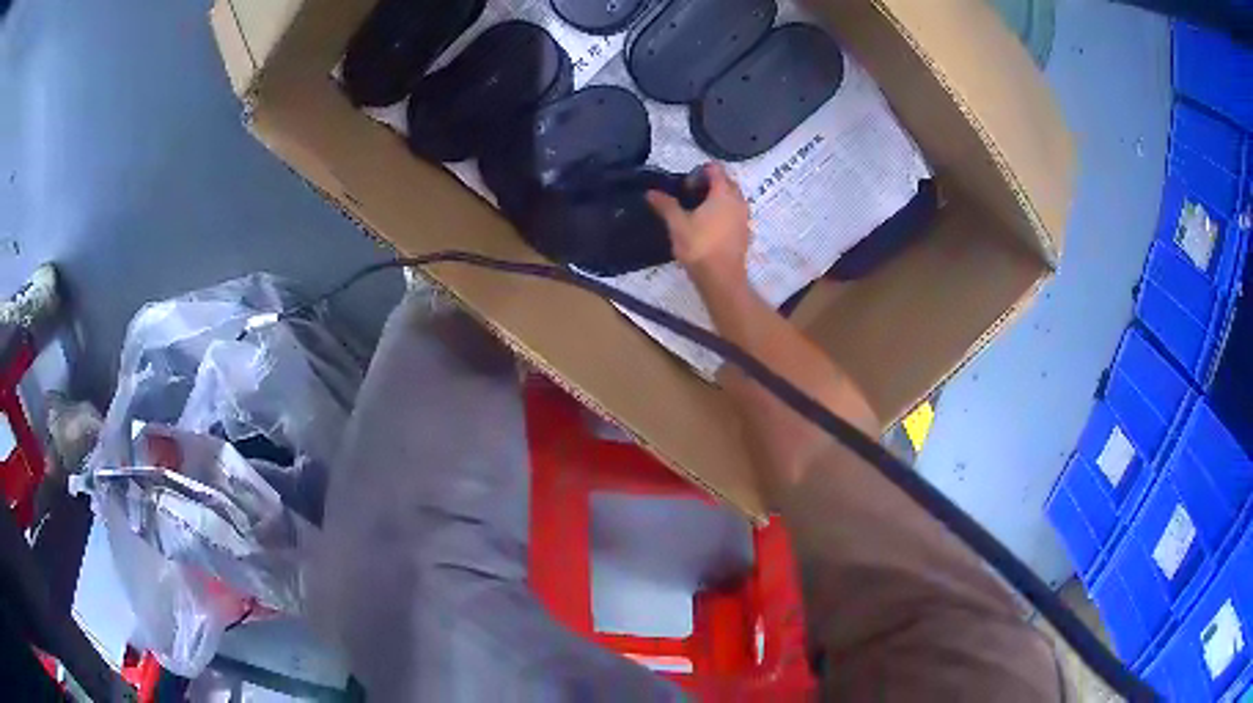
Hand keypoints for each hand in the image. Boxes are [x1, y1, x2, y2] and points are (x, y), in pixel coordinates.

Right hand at [647, 163, 750, 286]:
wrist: (722, 279)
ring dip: (717, 198)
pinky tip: (708, 226)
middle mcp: (739, 201)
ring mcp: (745, 217)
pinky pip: (735, 213)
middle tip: (690, 195)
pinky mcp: (745, 232)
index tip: (685, 184)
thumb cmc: (700, 247)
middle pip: (726, 182)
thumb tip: (651, 192)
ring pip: (732, 198)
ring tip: (698, 211)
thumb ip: (665, 205)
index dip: (700, 171)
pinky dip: (724, 213)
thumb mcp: (677, 224)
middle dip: (710, 183)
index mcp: (723, 193)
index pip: (716, 169)